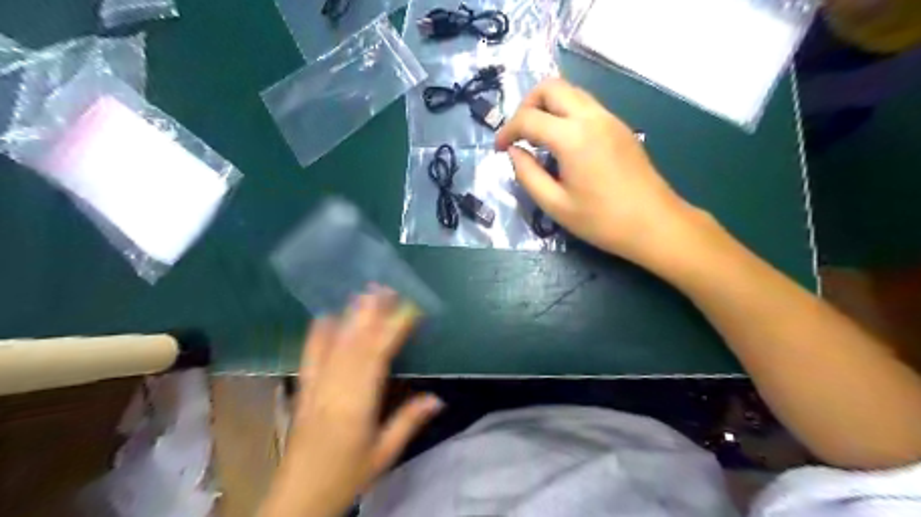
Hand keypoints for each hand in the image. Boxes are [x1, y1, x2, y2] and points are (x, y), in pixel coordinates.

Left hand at [258, 286, 446, 516]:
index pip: (377, 357)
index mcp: (357, 405)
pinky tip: (324, 316)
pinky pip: (309, 357)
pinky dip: (317, 334)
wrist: (298, 497)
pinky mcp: (303, 390)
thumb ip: (408, 422)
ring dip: (350, 317)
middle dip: (371, 313)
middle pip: (355, 343)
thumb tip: (437, 398)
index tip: (409, 309)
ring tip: (362, 293)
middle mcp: (335, 389)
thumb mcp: (384, 454)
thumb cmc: (347, 476)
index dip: (394, 330)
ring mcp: (315, 387)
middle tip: (384, 287)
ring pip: (334, 345)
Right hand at [497, 79, 698, 263]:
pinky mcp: (620, 126)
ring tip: (538, 137)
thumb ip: (527, 175)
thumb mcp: (555, 205)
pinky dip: (566, 113)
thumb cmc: (602, 221)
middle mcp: (592, 117)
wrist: (655, 224)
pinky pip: (586, 105)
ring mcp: (610, 118)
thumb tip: (514, 152)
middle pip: (551, 86)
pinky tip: (563, 143)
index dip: (507, 131)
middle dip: (527, 105)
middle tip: (519, 134)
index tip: (498, 149)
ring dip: (547, 106)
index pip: (528, 118)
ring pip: (571, 92)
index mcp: (573, 137)